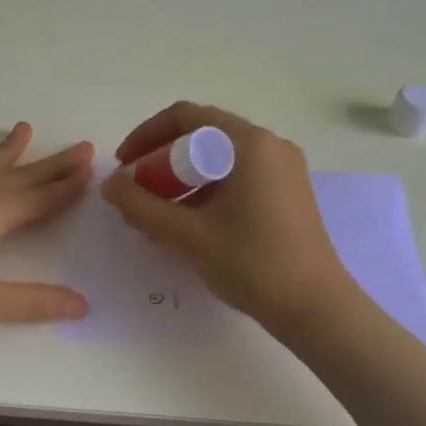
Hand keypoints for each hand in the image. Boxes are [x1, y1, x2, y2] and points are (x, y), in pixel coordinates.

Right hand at [102, 102, 350, 334]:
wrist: (315, 308)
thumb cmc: (252, 264)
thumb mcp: (188, 235)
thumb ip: (142, 206)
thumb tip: (109, 184)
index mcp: (249, 144)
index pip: (185, 117)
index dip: (146, 135)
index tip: (124, 164)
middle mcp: (269, 145)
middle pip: (202, 134)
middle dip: (162, 159)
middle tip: (137, 190)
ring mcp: (283, 168)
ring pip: (220, 157)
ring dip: (183, 177)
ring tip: (157, 212)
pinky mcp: (288, 191)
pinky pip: (238, 175)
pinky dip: (207, 188)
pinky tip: (189, 221)